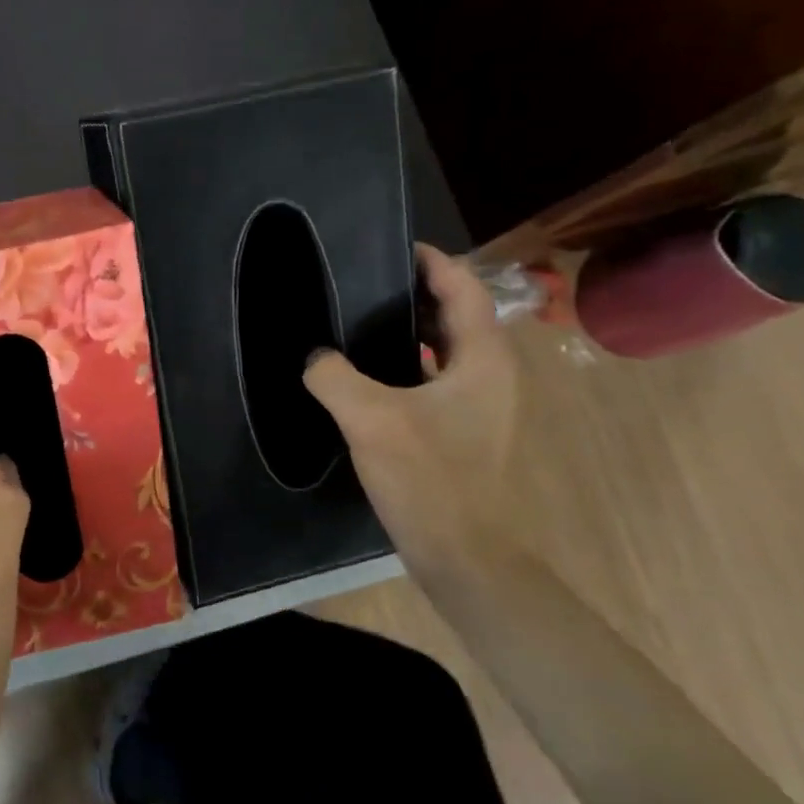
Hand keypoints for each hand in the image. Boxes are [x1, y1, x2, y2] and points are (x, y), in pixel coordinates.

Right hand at [302, 244, 519, 563]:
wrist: (466, 557)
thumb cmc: (430, 479)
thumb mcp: (370, 420)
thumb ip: (334, 376)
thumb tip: (314, 357)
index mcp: (481, 360)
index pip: (464, 289)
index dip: (433, 262)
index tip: (394, 246)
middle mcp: (489, 375)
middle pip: (455, 316)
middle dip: (414, 293)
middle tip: (364, 281)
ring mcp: (480, 407)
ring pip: (444, 351)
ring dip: (409, 331)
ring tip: (358, 321)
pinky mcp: (463, 432)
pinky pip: (433, 381)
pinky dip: (405, 366)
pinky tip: (366, 377)